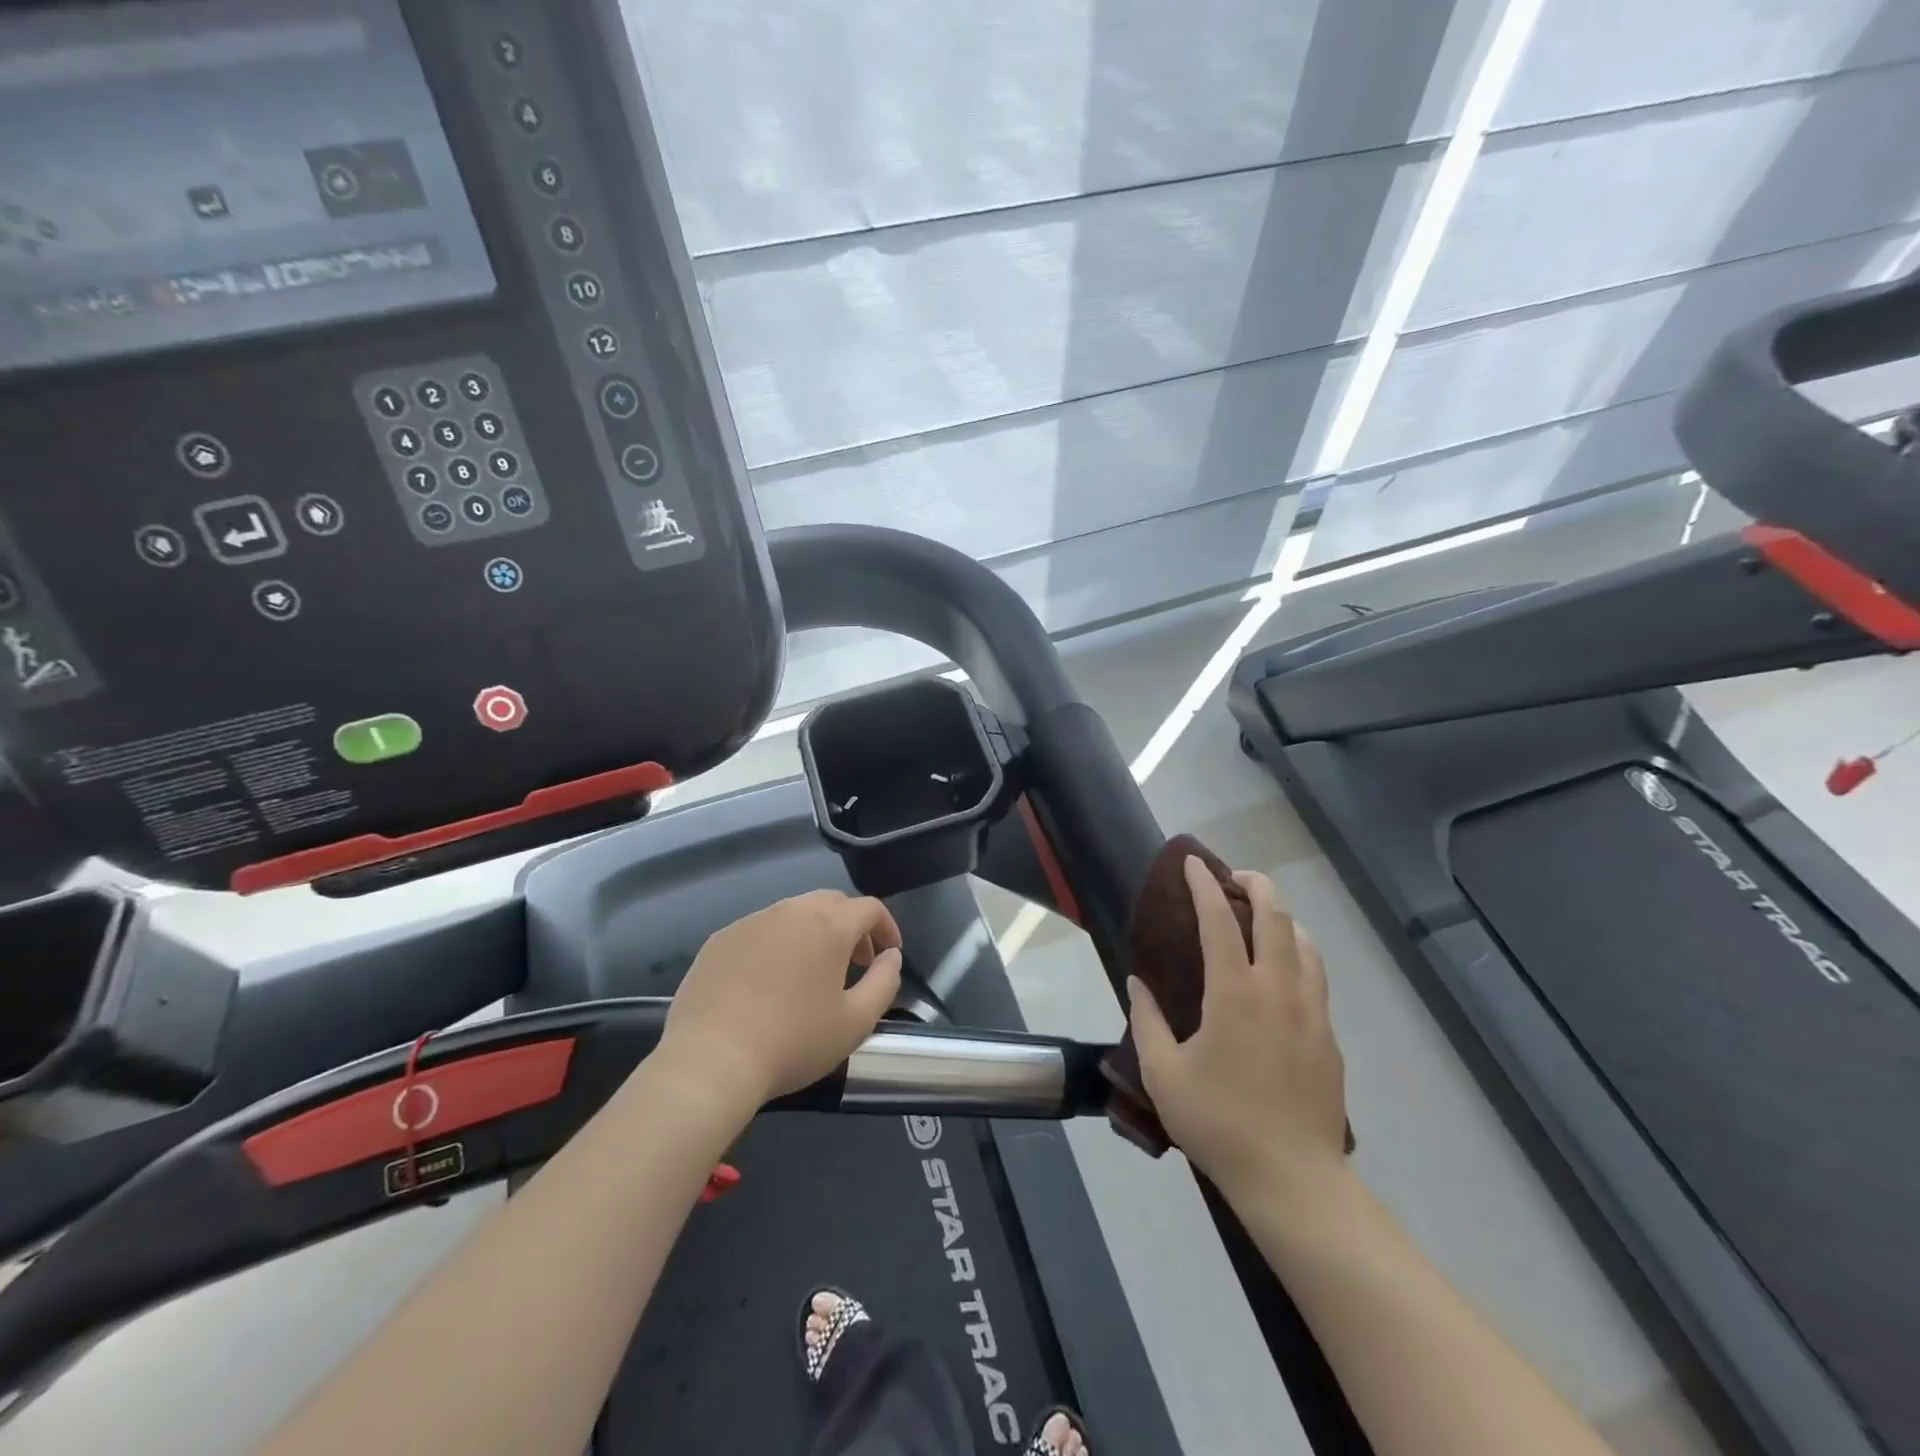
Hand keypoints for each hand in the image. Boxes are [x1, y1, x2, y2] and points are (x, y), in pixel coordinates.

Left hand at [657, 890, 903, 1114]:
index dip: (886, 927)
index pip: (869, 908)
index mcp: (829, 925)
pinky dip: (777, 943)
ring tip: (813, 971)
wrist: (710, 1061)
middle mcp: (791, 910)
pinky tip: (769, 980)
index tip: (890, 953)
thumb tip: (890, 956)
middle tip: (856, 961)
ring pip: (794, 912)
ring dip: (813, 932)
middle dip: (851, 925)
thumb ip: (885, 982)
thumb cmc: (793, 1042)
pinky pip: (760, 929)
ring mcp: (751, 921)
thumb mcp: (856, 1022)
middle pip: (831, 902)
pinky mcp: (720, 939)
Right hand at [1129, 858, 1347, 1202]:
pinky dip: (1299, 952)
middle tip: (1234, 877)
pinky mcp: (1328, 1037)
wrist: (1293, 1179)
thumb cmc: (1219, 1122)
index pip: (1219, 920)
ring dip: (1283, 917)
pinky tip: (1284, 969)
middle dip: (1256, 885)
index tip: (1193, 864)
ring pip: (1304, 943)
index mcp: (1234, 993)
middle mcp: (1277, 989)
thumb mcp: (1164, 1074)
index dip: (1204, 885)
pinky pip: (1316, 976)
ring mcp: (1310, 1011)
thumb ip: (1148, 1021)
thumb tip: (1138, 984)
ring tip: (1261, 917)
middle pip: (1276, 917)